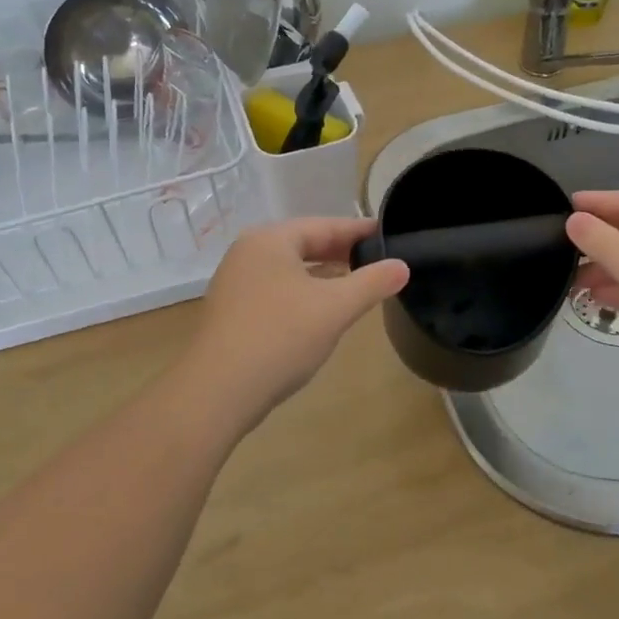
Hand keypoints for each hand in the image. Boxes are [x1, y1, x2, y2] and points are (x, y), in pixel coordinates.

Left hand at [178, 217, 408, 434]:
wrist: (217, 393)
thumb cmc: (280, 337)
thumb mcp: (335, 308)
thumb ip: (372, 283)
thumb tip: (402, 265)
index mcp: (270, 240)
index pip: (324, 226)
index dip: (358, 230)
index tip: (387, 233)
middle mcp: (248, 253)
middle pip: (304, 245)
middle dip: (340, 253)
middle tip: (377, 260)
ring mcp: (235, 283)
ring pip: (290, 270)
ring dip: (322, 275)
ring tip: (355, 285)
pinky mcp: (231, 313)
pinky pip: (276, 291)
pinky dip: (302, 294)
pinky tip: (320, 312)